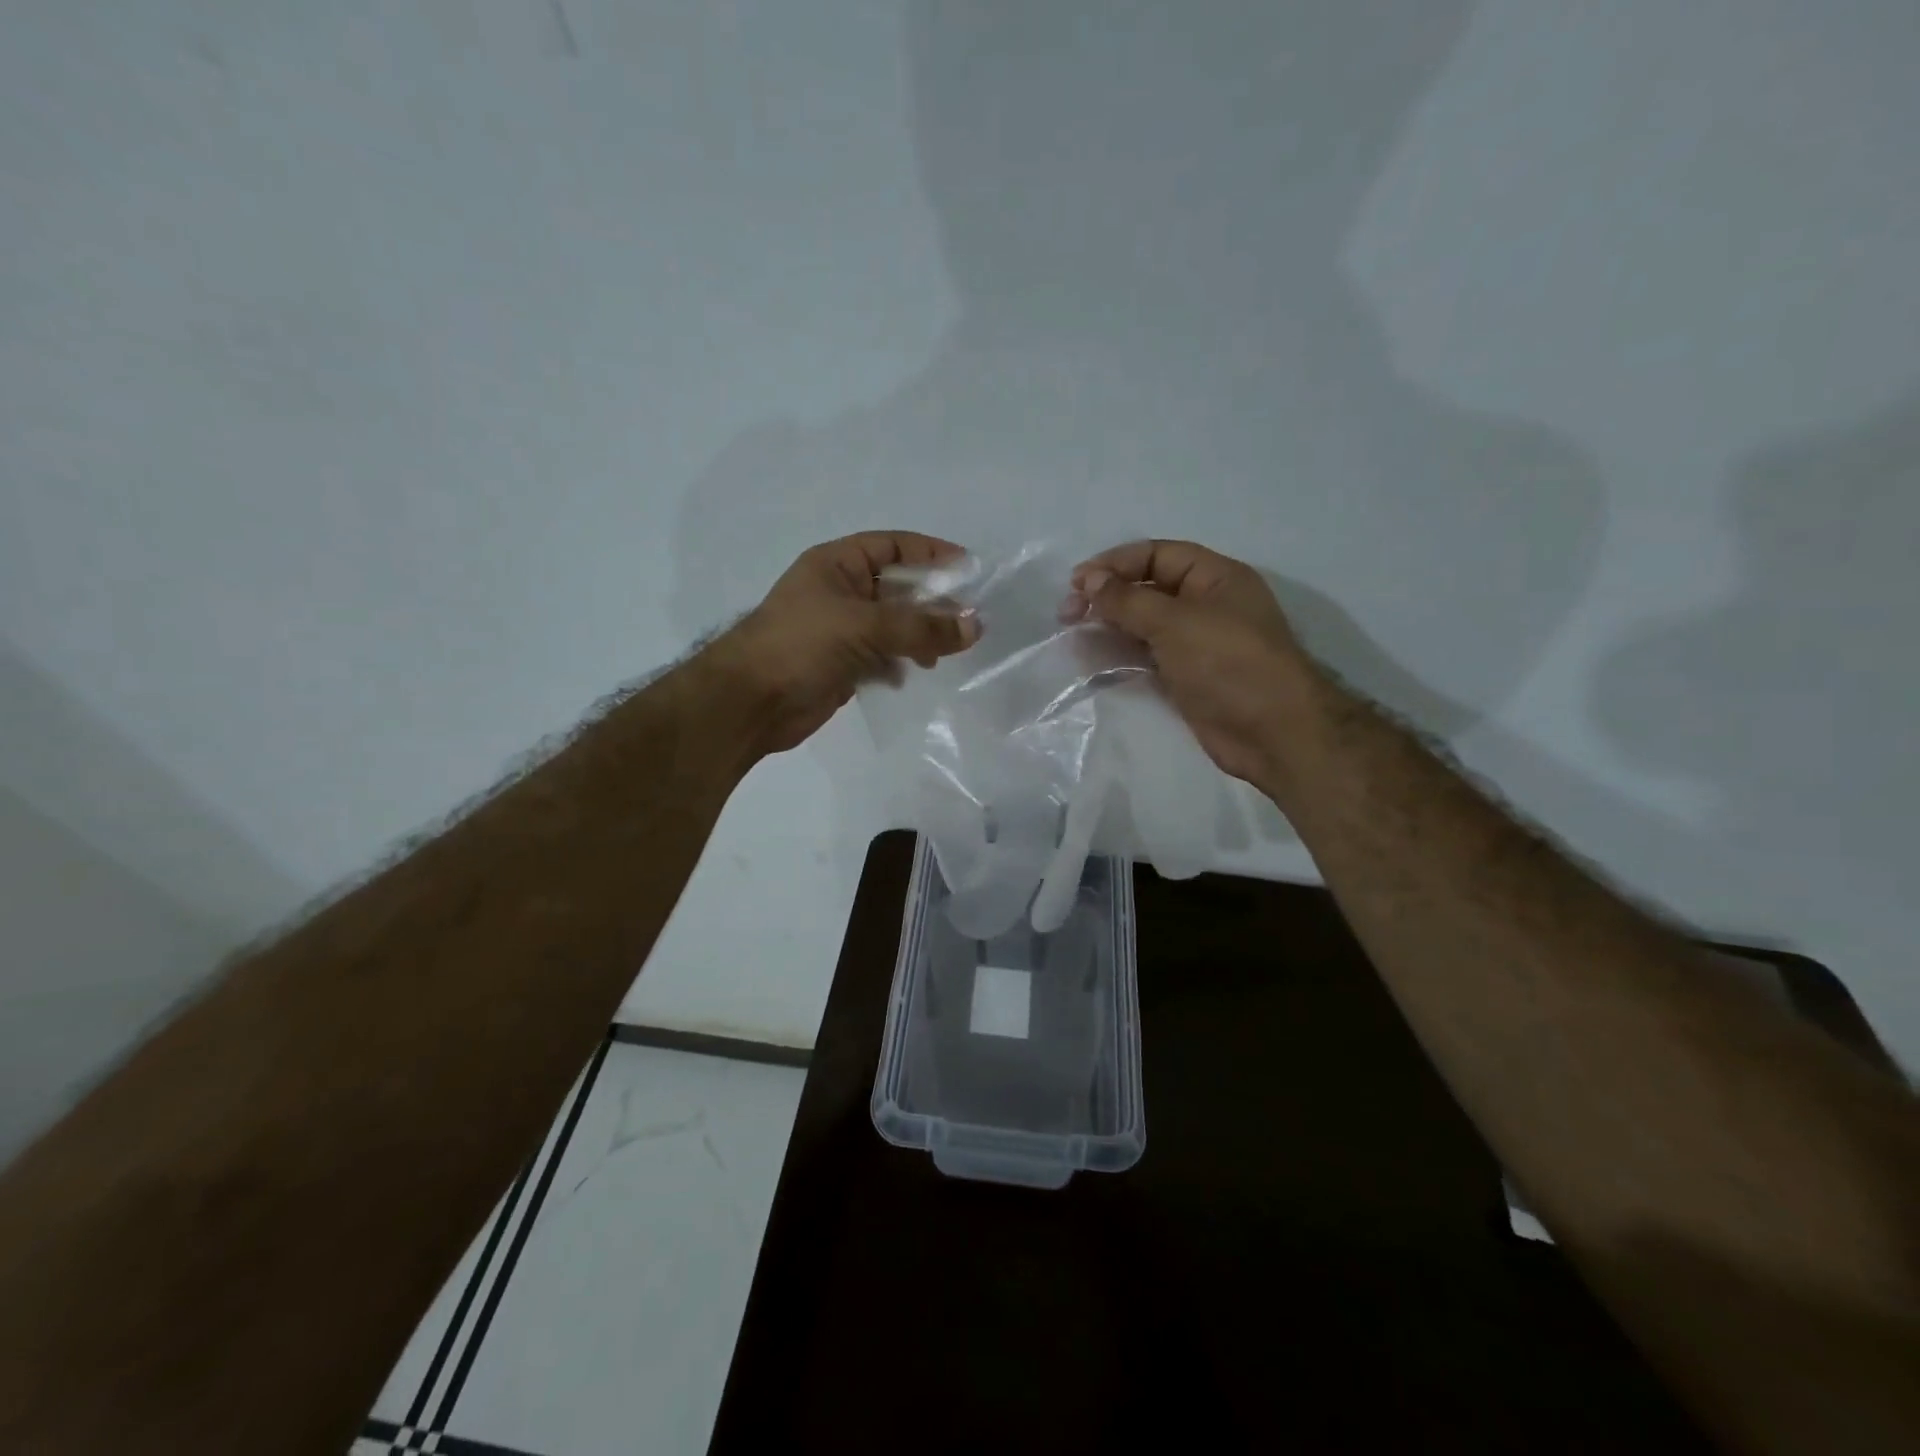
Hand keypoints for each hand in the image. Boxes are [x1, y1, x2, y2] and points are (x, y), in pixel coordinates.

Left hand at [707, 532, 979, 755]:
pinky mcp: (841, 666)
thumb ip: (922, 627)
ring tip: (941, 654)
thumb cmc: (801, 645)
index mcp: (837, 565)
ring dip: (918, 637)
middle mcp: (840, 592)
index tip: (968, 568)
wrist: (749, 703)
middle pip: (898, 588)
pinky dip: (899, 664)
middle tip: (967, 619)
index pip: (892, 546)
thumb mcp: (864, 626)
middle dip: (931, 602)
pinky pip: (882, 657)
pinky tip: (910, 675)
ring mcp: (840, 631)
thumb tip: (975, 626)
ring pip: (892, 626)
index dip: (930, 552)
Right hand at [1063, 540, 1318, 785]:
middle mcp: (1204, 606)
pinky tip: (1093, 662)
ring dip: (1108, 628)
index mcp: (1214, 578)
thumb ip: (1128, 599)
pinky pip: (1146, 658)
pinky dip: (1120, 657)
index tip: (1078, 582)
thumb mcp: (1175, 622)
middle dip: (1107, 597)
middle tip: (1067, 614)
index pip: (1157, 555)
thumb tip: (1089, 580)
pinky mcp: (1186, 678)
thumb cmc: (1228, 662)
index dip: (1116, 563)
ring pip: (1142, 626)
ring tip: (1073, 637)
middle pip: (1146, 589)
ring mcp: (1195, 644)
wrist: (1272, 732)